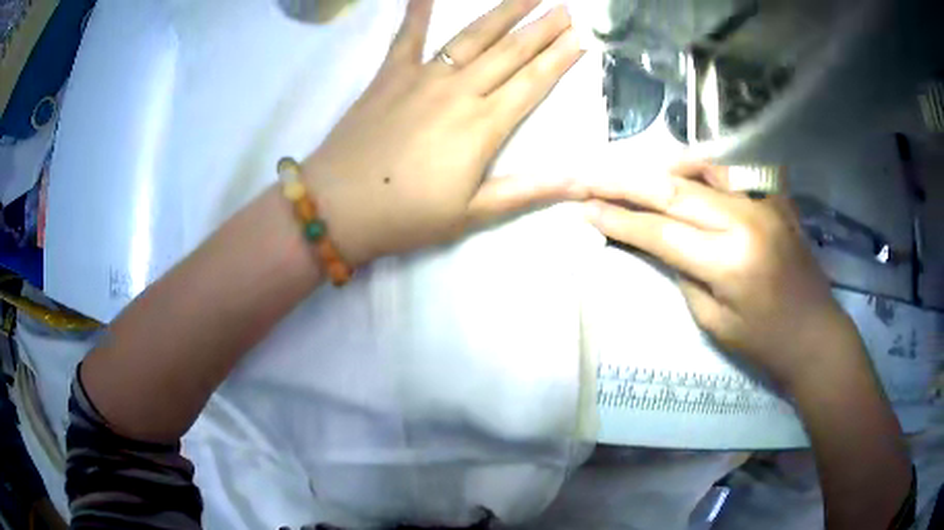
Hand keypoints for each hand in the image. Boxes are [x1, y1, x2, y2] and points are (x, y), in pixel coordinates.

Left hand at [302, 0, 585, 266]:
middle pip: (511, 51)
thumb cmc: (407, 215)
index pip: (533, 82)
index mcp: (483, 125)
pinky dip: (418, 9)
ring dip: (504, 11)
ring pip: (472, 35)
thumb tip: (583, 184)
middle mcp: (459, 90)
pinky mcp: (389, 74)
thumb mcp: (473, 214)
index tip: (581, 37)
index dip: (560, 58)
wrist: (338, 207)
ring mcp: (422, 77)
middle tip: (566, 8)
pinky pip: (407, 35)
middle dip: (543, 27)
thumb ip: (529, 191)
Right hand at [585, 162, 863, 391]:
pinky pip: (732, 172)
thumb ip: (684, 273)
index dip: (621, 220)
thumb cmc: (765, 343)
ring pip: (703, 168)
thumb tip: (660, 241)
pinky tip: (688, 176)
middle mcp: (746, 219)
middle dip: (627, 184)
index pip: (662, 231)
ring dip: (664, 169)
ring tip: (637, 177)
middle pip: (675, 190)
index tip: (587, 208)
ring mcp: (765, 201)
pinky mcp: (775, 196)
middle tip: (591, 178)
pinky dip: (702, 169)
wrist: (816, 335)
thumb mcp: (714, 321)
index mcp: (730, 261)